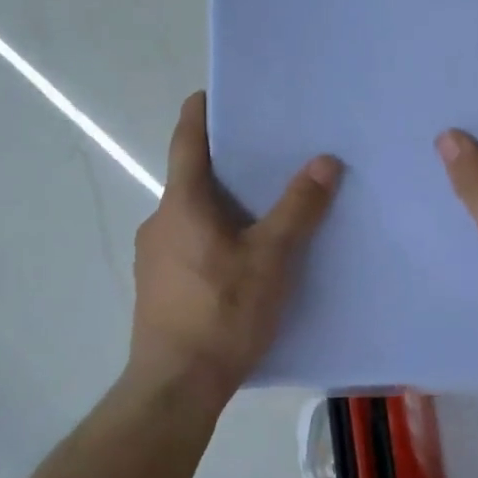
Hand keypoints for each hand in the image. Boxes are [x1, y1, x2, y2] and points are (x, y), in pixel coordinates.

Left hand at [130, 92, 341, 404]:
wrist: (175, 385)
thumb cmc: (222, 312)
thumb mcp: (271, 258)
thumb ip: (298, 208)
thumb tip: (325, 160)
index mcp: (182, 203)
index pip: (186, 140)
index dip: (199, 112)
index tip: (214, 93)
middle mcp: (160, 220)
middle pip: (190, 177)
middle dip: (224, 163)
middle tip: (265, 154)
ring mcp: (153, 255)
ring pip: (190, 214)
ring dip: (220, 204)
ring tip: (262, 207)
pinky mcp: (157, 285)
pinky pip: (187, 242)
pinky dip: (212, 235)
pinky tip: (241, 258)